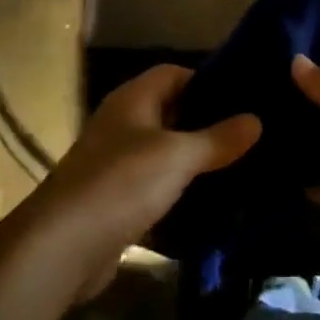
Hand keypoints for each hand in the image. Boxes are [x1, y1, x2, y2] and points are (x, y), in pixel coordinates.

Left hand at [0, 65, 258, 319]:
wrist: (62, 247)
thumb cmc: (122, 183)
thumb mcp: (177, 156)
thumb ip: (217, 138)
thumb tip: (256, 119)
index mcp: (133, 99)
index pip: (174, 73)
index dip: (207, 80)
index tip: (244, 95)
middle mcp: (124, 123)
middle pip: (172, 111)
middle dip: (207, 121)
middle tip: (251, 132)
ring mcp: (117, 162)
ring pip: (165, 151)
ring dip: (195, 159)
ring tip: (242, 165)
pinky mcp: (117, 200)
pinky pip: (156, 185)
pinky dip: (180, 190)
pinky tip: (212, 201)